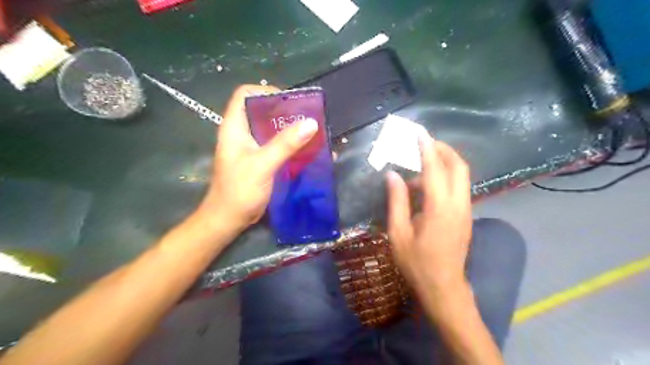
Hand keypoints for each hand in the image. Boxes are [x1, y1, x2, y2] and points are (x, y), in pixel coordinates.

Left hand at [199, 84, 318, 233]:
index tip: (290, 101)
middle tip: (308, 116)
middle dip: (285, 111)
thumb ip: (285, 144)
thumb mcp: (262, 164)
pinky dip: (292, 145)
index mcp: (235, 127)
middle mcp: (243, 133)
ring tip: (312, 131)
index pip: (245, 95)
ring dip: (291, 129)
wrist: (229, 219)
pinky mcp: (261, 160)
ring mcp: (252, 147)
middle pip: (263, 111)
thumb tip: (311, 122)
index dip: (266, 91)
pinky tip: (308, 150)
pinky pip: (278, 146)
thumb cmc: (239, 190)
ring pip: (272, 129)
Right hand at [385, 131, 473, 295]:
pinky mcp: (466, 215)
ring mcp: (466, 210)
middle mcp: (458, 204)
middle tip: (423, 143)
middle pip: (458, 166)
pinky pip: (458, 187)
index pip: (435, 169)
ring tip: (418, 168)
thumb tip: (392, 175)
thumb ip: (397, 201)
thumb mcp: (398, 233)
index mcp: (439, 208)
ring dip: (443, 163)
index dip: (426, 148)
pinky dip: (445, 177)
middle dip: (442, 149)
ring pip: (461, 175)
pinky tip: (425, 187)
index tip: (418, 132)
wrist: (444, 286)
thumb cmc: (417, 262)